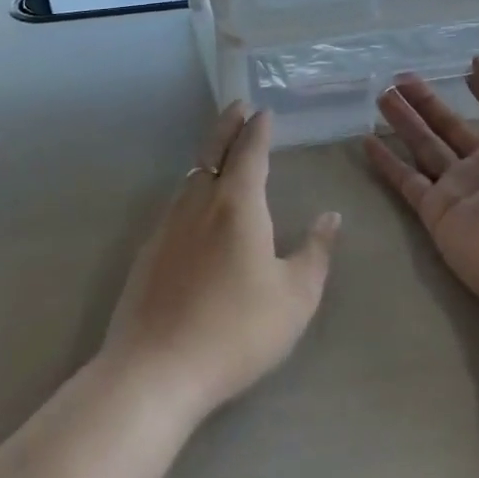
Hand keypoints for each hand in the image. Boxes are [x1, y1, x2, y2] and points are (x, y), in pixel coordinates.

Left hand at [100, 103, 338, 425]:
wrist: (155, 370)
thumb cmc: (236, 331)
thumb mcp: (295, 298)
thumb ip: (316, 253)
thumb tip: (330, 217)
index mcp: (237, 205)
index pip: (249, 152)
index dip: (257, 129)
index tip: (263, 111)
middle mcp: (199, 203)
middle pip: (213, 152)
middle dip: (228, 126)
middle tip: (238, 107)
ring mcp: (168, 226)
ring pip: (190, 177)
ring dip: (208, 156)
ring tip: (221, 153)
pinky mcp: (148, 252)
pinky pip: (175, 203)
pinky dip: (192, 188)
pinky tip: (195, 207)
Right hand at [364, 58, 478, 327]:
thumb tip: (476, 62)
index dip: (477, 91)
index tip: (456, 69)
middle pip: (447, 127)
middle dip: (425, 102)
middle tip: (398, 77)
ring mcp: (458, 190)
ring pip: (423, 147)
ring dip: (403, 122)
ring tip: (380, 95)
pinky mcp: (435, 213)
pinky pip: (406, 180)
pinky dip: (386, 162)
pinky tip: (367, 139)